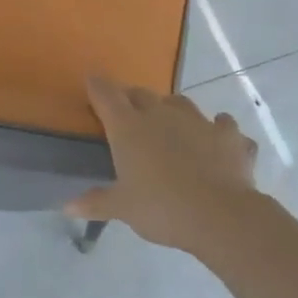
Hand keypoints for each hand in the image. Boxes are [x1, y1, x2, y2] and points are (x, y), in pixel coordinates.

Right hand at [66, 76, 260, 252]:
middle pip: (142, 94)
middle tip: (128, 114)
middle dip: (133, 100)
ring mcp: (199, 121)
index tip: (91, 82)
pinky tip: (218, 141)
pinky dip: (219, 130)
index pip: (106, 95)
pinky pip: (223, 125)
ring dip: (173, 110)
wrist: (219, 216)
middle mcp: (162, 114)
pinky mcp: (230, 135)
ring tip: (171, 124)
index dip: (97, 87)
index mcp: (129, 127)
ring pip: (182, 103)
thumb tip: (67, 206)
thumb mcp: (122, 208)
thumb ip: (96, 202)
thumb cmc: (160, 208)